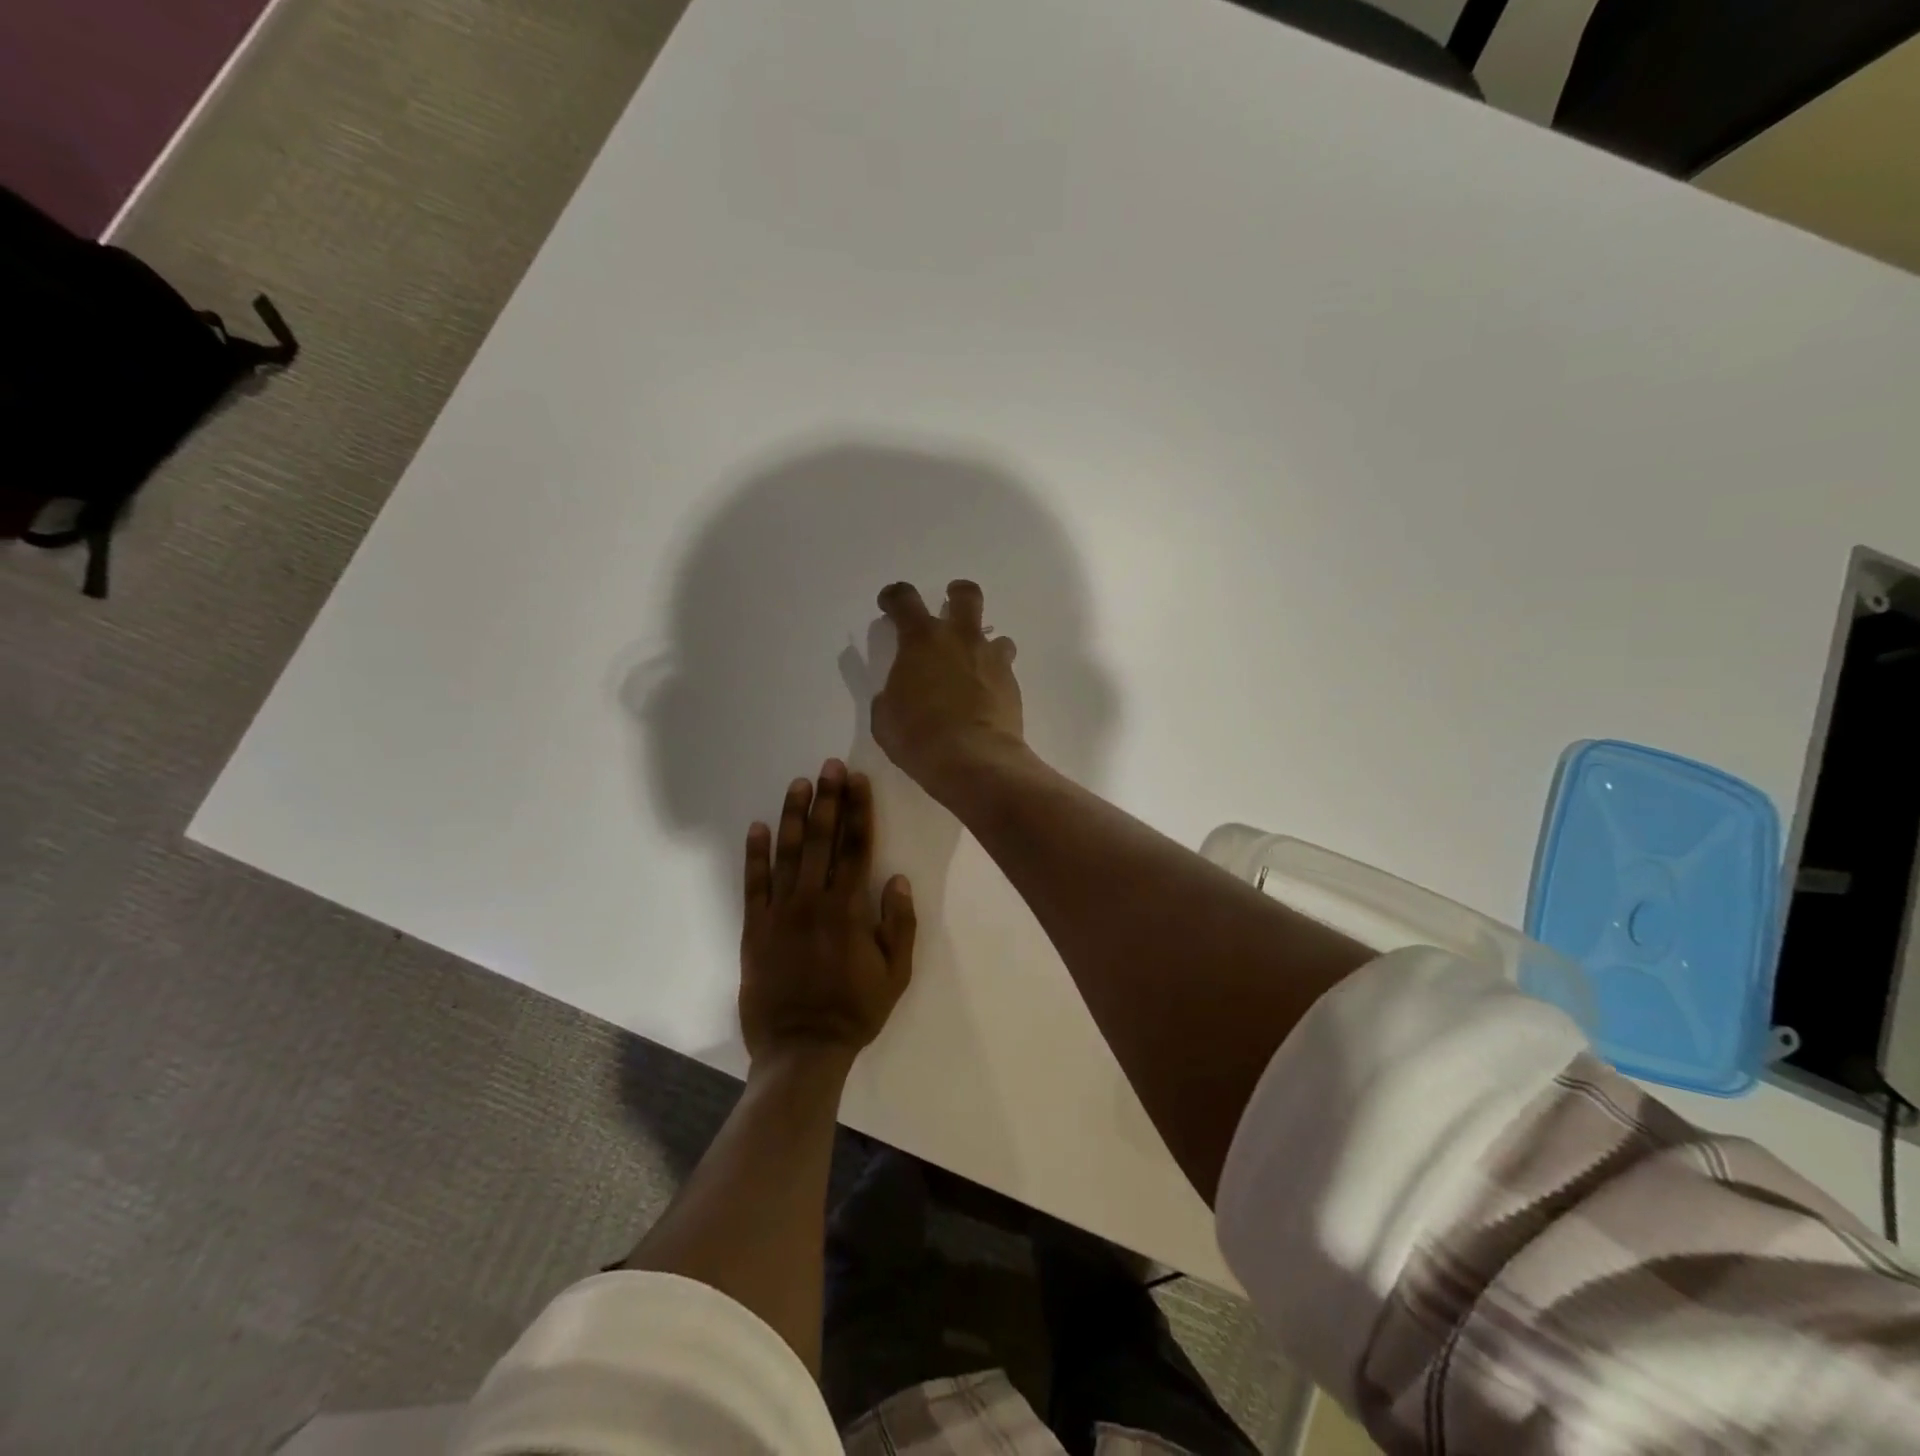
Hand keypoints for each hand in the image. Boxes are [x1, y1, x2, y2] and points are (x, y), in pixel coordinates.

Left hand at [740, 760, 916, 1065]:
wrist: (801, 1049)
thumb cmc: (855, 1011)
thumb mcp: (896, 974)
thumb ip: (900, 924)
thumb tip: (897, 878)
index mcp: (849, 909)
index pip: (856, 847)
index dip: (858, 810)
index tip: (858, 780)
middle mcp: (813, 901)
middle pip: (821, 840)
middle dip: (828, 799)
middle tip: (830, 766)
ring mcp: (780, 912)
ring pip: (787, 853)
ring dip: (794, 815)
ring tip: (799, 784)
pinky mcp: (754, 928)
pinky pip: (753, 884)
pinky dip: (754, 854)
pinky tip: (757, 827)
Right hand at [872, 580, 1026, 796]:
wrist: (973, 760)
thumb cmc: (918, 736)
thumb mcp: (885, 717)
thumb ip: (891, 695)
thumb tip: (897, 693)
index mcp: (922, 640)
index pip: (904, 600)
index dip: (894, 597)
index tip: (889, 604)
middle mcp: (960, 639)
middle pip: (966, 596)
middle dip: (957, 594)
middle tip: (950, 604)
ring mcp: (991, 659)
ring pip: (996, 635)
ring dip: (984, 644)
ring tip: (974, 665)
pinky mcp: (1012, 684)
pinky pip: (1004, 669)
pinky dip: (993, 677)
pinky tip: (985, 698)